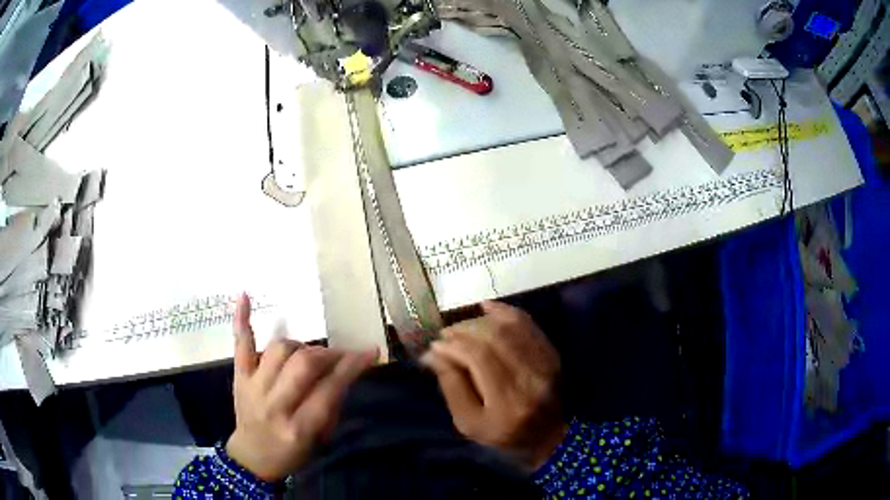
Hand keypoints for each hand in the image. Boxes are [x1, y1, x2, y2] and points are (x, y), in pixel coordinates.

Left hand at [225, 294, 376, 481]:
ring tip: (310, 354)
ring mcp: (253, 387)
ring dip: (302, 346)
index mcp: (298, 427)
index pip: (329, 389)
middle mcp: (274, 404)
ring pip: (280, 349)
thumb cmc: (291, 454)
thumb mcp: (319, 440)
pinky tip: (245, 295)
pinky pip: (241, 345)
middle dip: (329, 354)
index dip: (352, 366)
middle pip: (304, 364)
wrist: (251, 458)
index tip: (370, 351)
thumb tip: (344, 372)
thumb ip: (332, 406)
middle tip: (341, 356)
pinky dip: (242, 320)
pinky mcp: (239, 376)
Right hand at [421, 301, 566, 469]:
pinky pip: (528, 323)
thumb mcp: (468, 423)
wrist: (546, 436)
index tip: (435, 345)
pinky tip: (485, 308)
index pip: (480, 358)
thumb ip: (452, 387)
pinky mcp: (552, 353)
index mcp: (508, 402)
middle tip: (445, 334)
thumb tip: (434, 353)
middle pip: (495, 337)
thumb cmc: (502, 435)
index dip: (455, 345)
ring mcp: (546, 363)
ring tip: (461, 327)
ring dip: (480, 321)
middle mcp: (531, 378)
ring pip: (511, 327)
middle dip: (464, 330)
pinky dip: (505, 311)